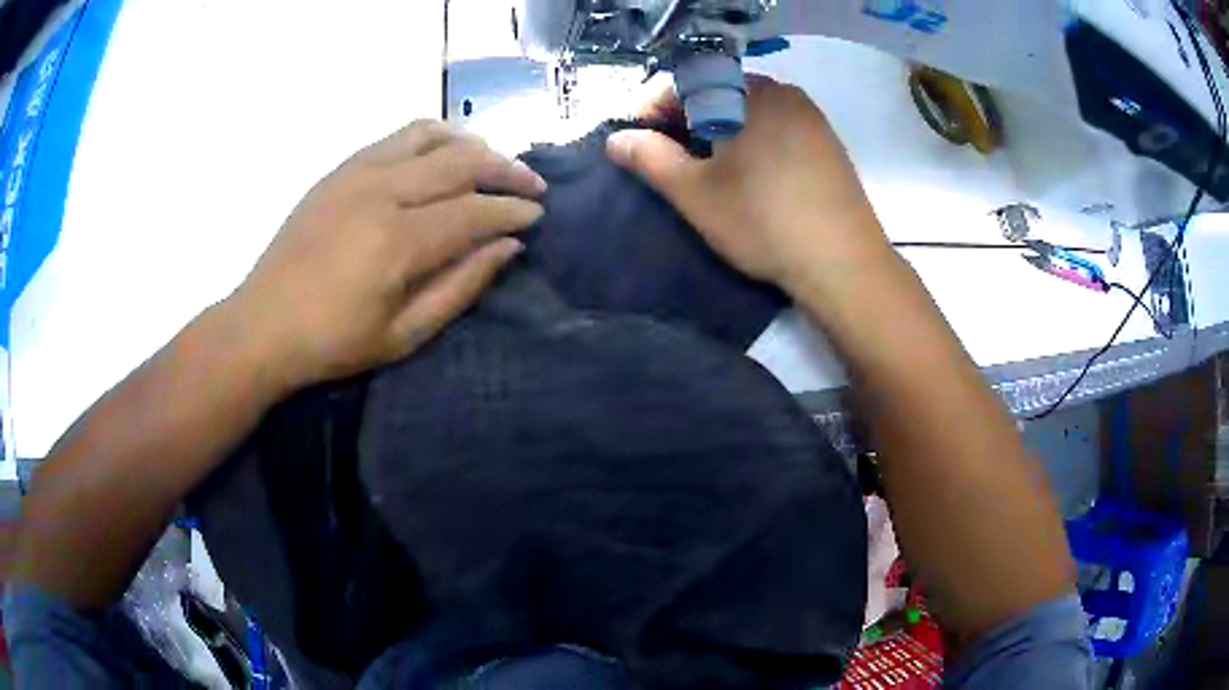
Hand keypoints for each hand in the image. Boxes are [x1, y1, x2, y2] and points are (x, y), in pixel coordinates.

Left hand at [229, 120, 545, 388]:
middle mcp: (382, 192)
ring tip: (492, 164)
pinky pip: (398, 137)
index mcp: (398, 241)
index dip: (512, 211)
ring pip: (432, 136)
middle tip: (532, 184)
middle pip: (461, 161)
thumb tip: (507, 247)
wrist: (262, 325)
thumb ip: (460, 287)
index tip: (538, 214)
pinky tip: (443, 155)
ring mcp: (358, 173)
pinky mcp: (341, 169)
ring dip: (472, 145)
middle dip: (506, 170)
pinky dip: (432, 138)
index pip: (474, 211)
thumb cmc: (333, 342)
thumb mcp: (404, 335)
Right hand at [607, 76, 889, 294]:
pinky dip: (753, 140)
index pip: (687, 83)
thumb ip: (650, 158)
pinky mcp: (829, 144)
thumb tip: (616, 139)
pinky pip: (778, 127)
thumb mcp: (695, 193)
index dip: (653, 108)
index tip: (637, 141)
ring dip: (720, 130)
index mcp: (749, 94)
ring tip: (709, 168)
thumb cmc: (764, 223)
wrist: (844, 264)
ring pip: (750, 110)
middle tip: (671, 157)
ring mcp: (812, 118)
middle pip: (720, 92)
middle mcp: (784, 93)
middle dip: (687, 119)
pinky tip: (752, 174)